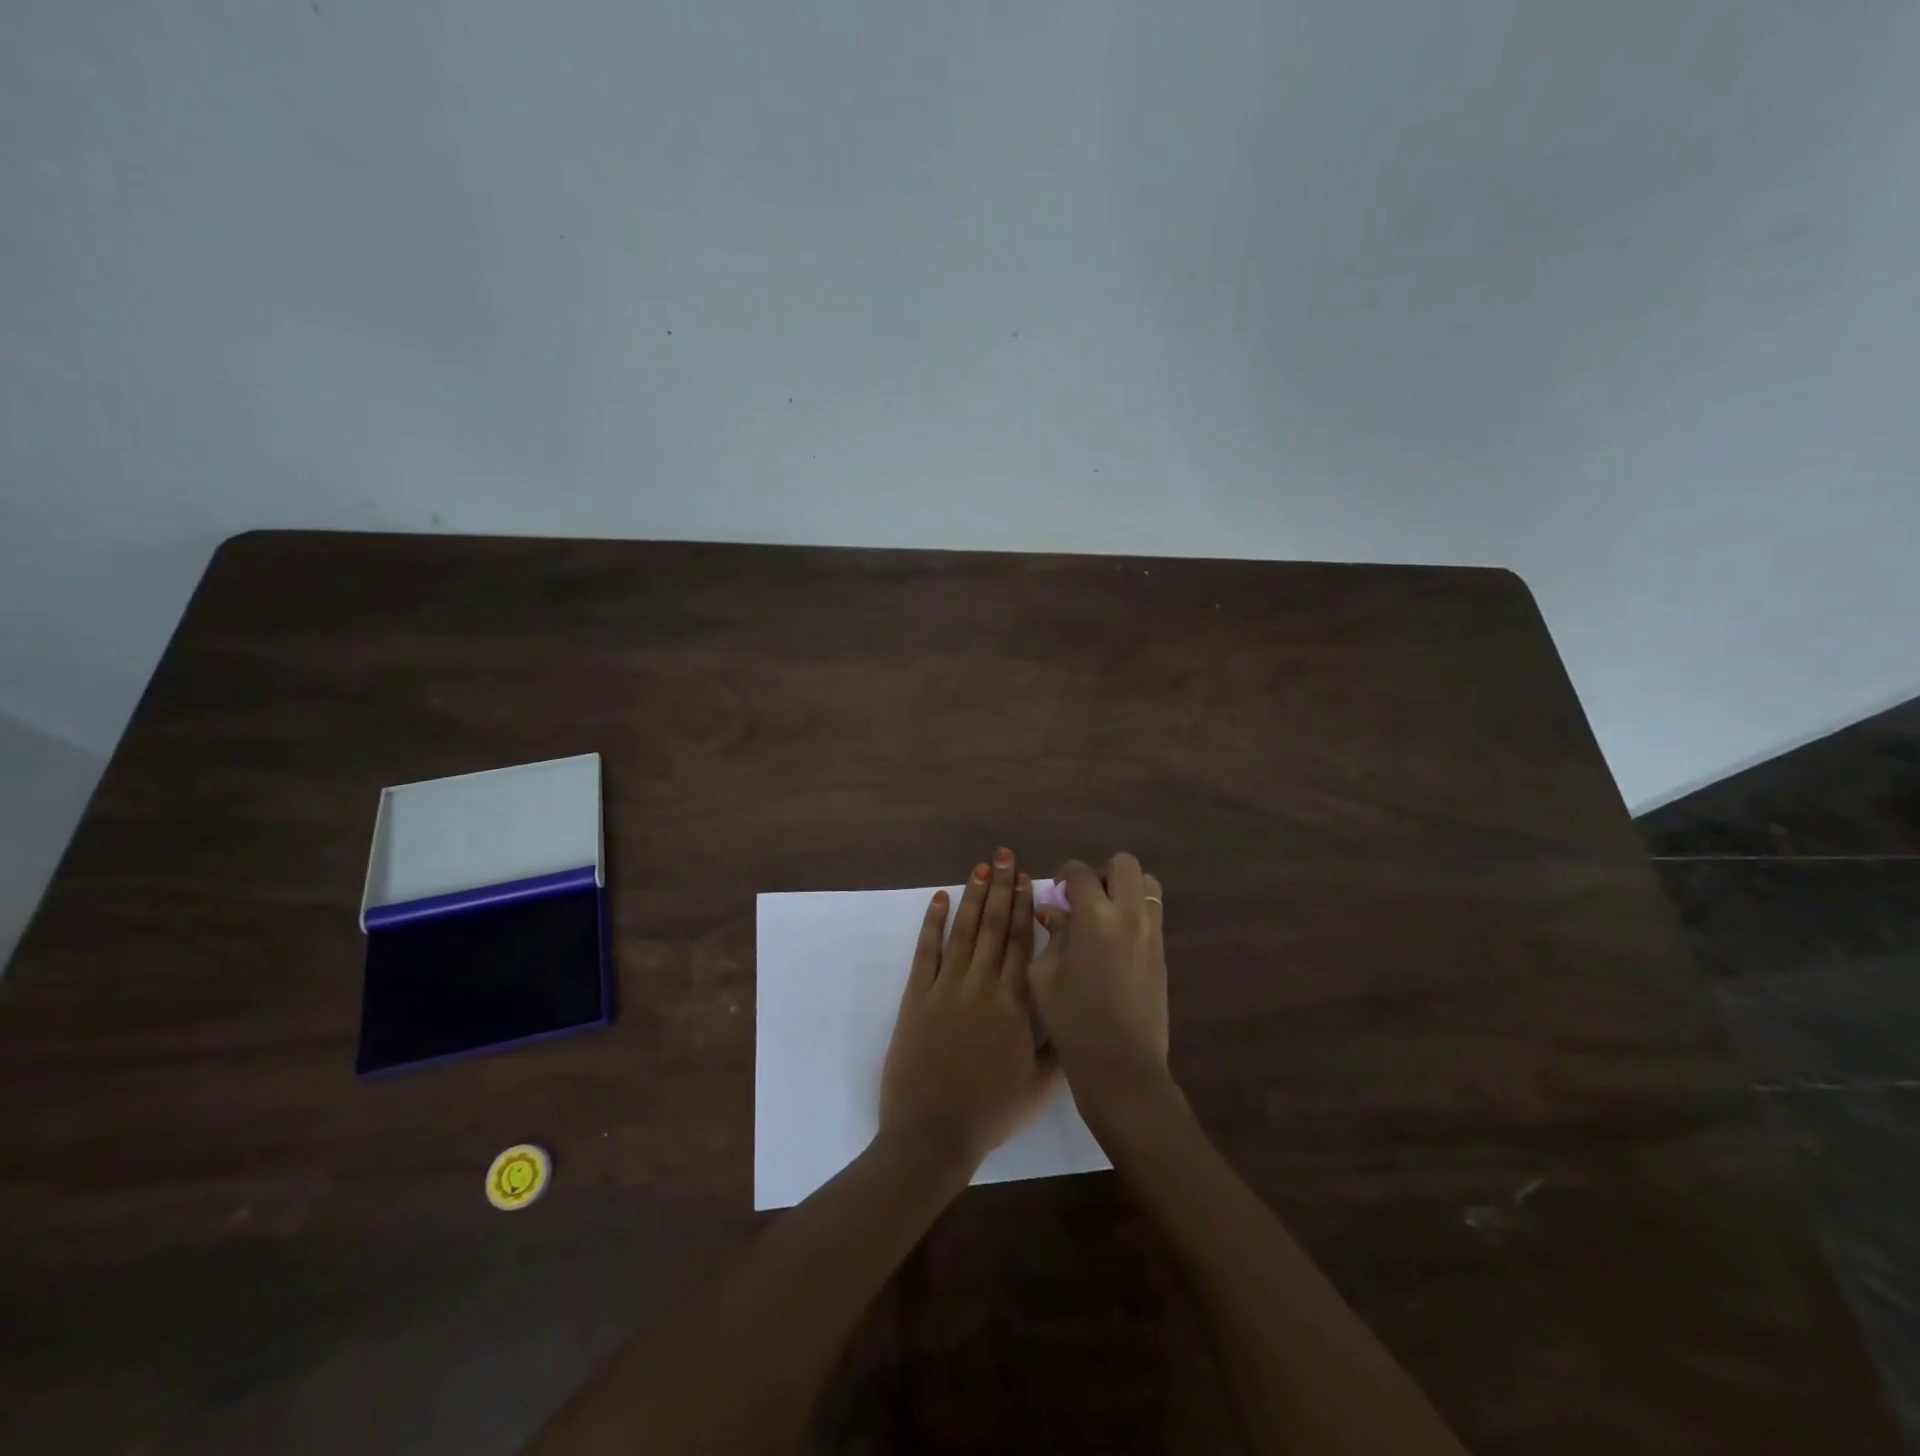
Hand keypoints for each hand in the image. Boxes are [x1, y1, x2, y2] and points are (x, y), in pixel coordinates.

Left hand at [879, 849, 1061, 1178]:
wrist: (932, 1133)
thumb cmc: (991, 1112)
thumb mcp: (1041, 1087)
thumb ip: (1061, 1048)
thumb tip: (1076, 1011)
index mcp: (1014, 1003)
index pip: (1021, 943)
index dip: (1024, 907)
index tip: (1027, 878)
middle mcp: (982, 985)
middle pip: (993, 927)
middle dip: (1000, 888)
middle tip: (1004, 856)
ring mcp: (946, 988)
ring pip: (963, 932)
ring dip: (972, 897)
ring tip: (980, 868)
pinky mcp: (917, 997)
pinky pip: (926, 952)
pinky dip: (932, 923)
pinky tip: (939, 899)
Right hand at [1030, 854, 1169, 1107]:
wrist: (1121, 1065)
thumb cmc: (1072, 1021)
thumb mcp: (1045, 975)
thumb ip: (1052, 934)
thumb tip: (1055, 911)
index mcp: (1094, 917)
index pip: (1080, 872)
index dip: (1065, 874)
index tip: (1057, 891)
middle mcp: (1129, 915)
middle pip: (1124, 864)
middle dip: (1102, 872)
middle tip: (1086, 898)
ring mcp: (1152, 932)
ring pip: (1147, 883)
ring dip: (1125, 888)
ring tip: (1106, 915)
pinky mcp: (1163, 952)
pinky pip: (1153, 912)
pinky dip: (1136, 911)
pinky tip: (1116, 940)